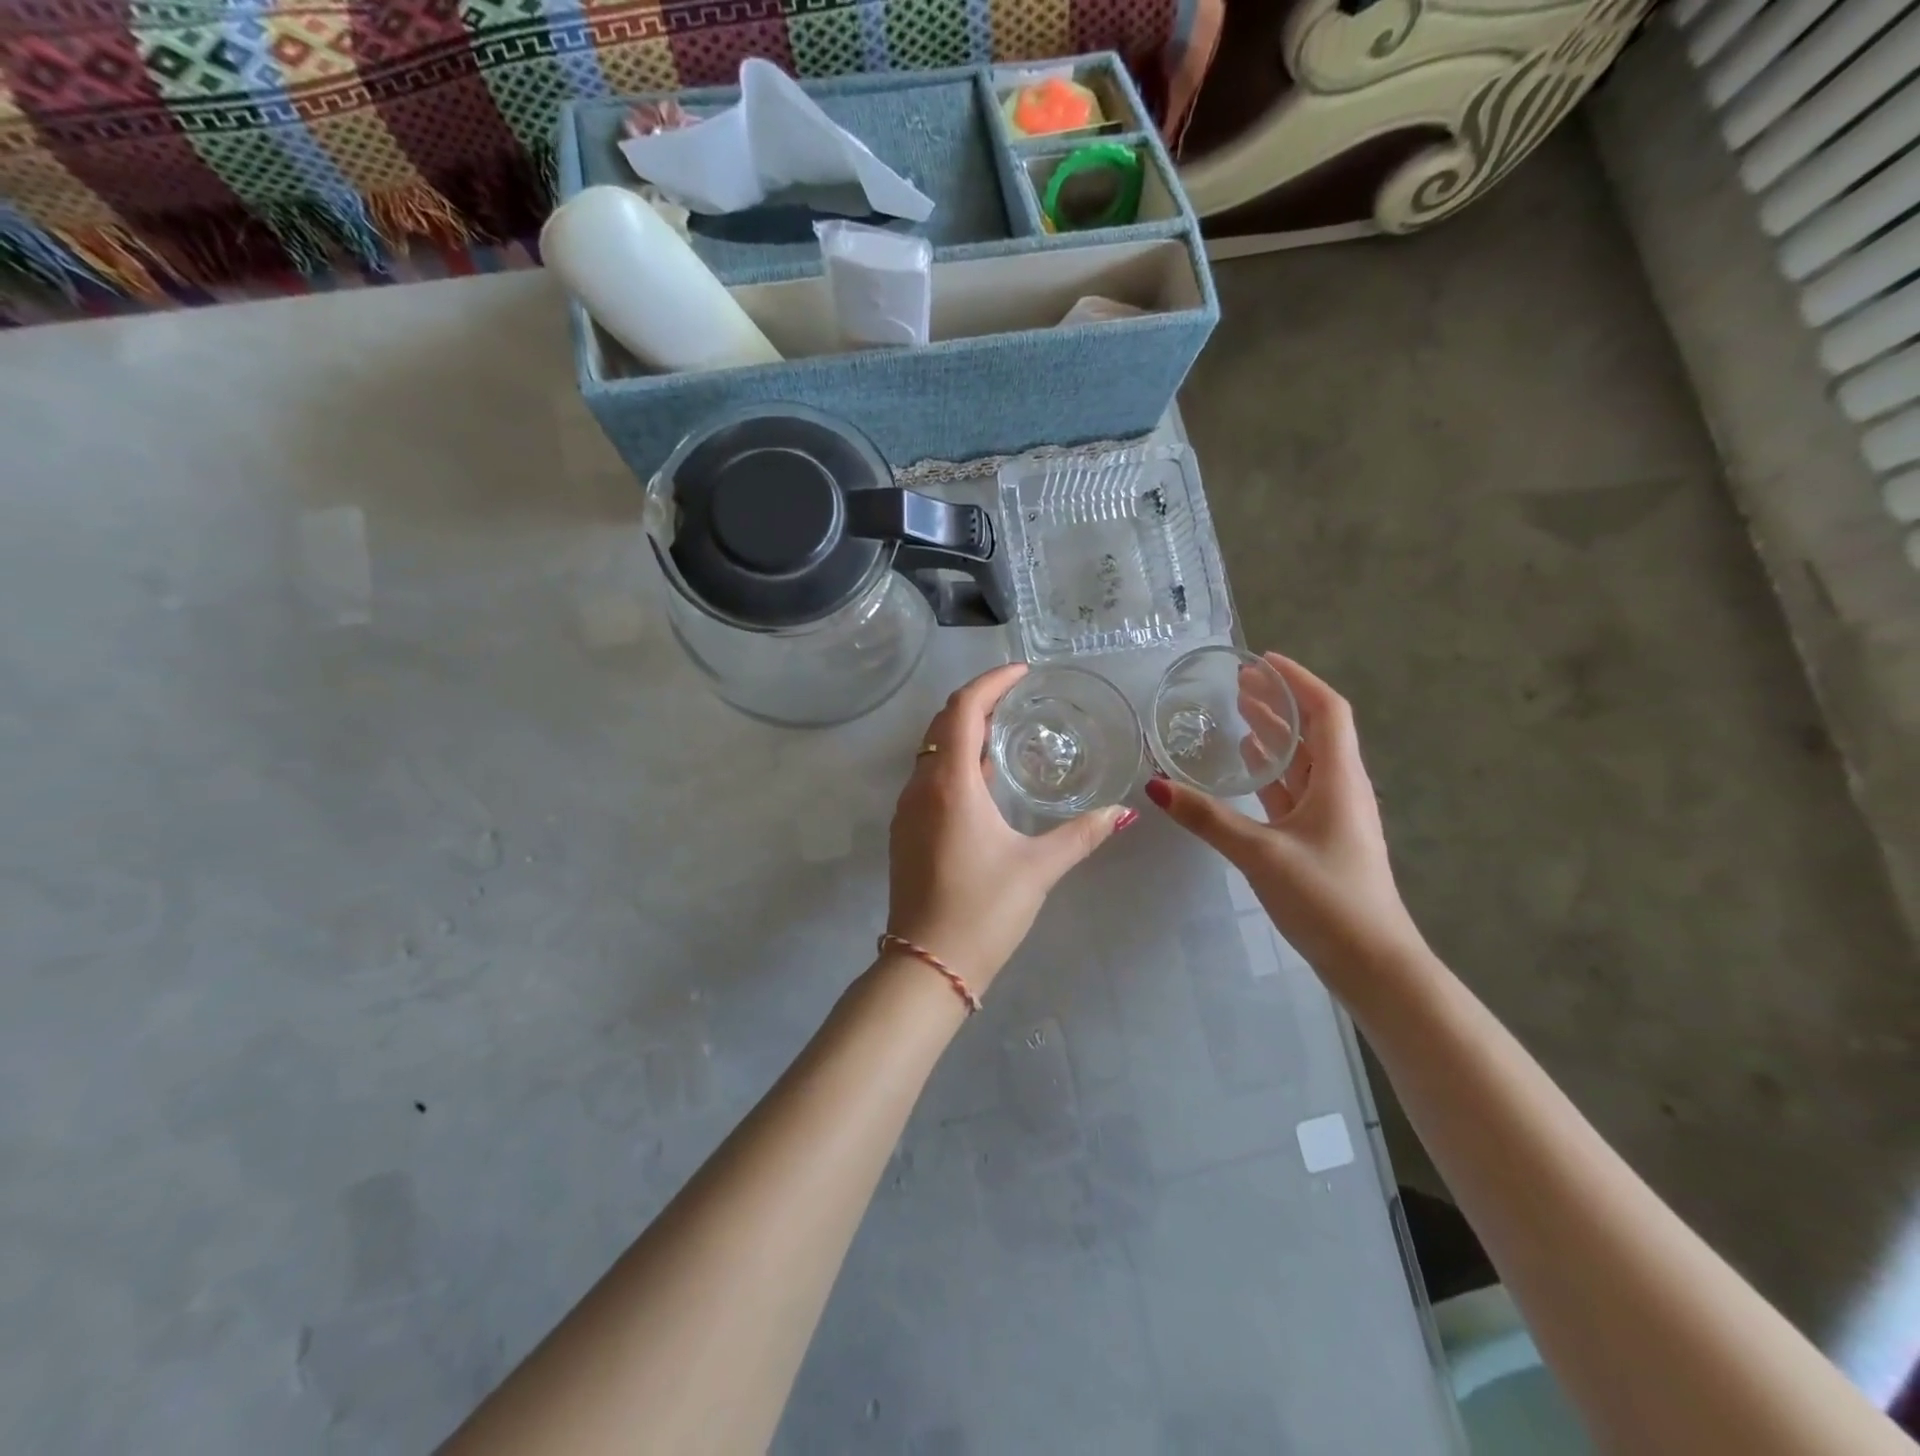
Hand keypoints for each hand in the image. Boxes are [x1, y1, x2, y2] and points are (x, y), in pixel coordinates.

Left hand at [887, 663, 1132, 990]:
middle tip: (1017, 696)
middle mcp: (921, 787)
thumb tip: (1123, 812)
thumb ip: (1081, 834)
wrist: (926, 965)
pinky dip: (954, 762)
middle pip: (944, 723)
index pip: (964, 710)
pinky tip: (984, 779)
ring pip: (933, 751)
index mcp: (950, 785)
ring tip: (1005, 730)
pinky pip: (929, 778)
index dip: (991, 682)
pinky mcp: (905, 831)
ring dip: (964, 732)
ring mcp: (907, 810)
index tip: (1021, 672)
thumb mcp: (1038, 869)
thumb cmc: (983, 911)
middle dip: (978, 701)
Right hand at [1145, 653, 1425, 978]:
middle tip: (1238, 682)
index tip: (1262, 660)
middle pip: (1314, 731)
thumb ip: (1207, 818)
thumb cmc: (1327, 898)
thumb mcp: (1260, 853)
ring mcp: (1332, 816)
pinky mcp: (1320, 840)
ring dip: (1275, 734)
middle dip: (1279, 702)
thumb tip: (1155, 785)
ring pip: (1303, 761)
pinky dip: (1271, 771)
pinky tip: (1248, 767)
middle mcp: (1341, 789)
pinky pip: (1294, 790)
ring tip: (1238, 713)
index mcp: (1339, 779)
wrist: (1373, 963)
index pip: (1327, 711)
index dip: (1298, 680)